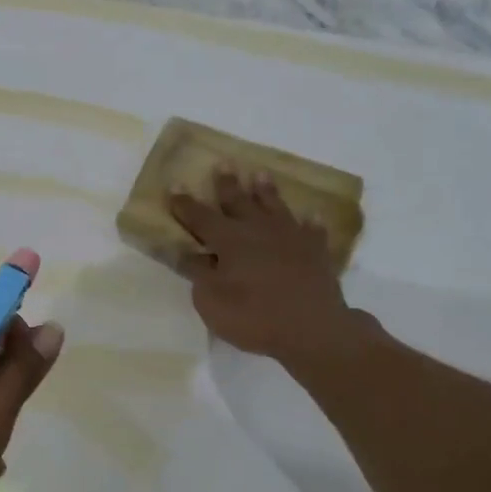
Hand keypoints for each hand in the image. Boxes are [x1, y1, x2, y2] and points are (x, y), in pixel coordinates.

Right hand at [170, 169, 374, 366]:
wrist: (312, 328)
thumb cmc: (253, 316)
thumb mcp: (211, 300)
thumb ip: (197, 272)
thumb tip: (185, 252)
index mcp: (229, 240)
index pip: (200, 217)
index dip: (185, 203)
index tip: (175, 184)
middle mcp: (258, 230)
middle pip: (239, 202)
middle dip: (227, 184)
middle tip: (224, 163)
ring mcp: (290, 238)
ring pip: (275, 207)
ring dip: (266, 191)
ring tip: (260, 174)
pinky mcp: (316, 252)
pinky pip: (312, 231)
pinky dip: (310, 222)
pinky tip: (311, 215)